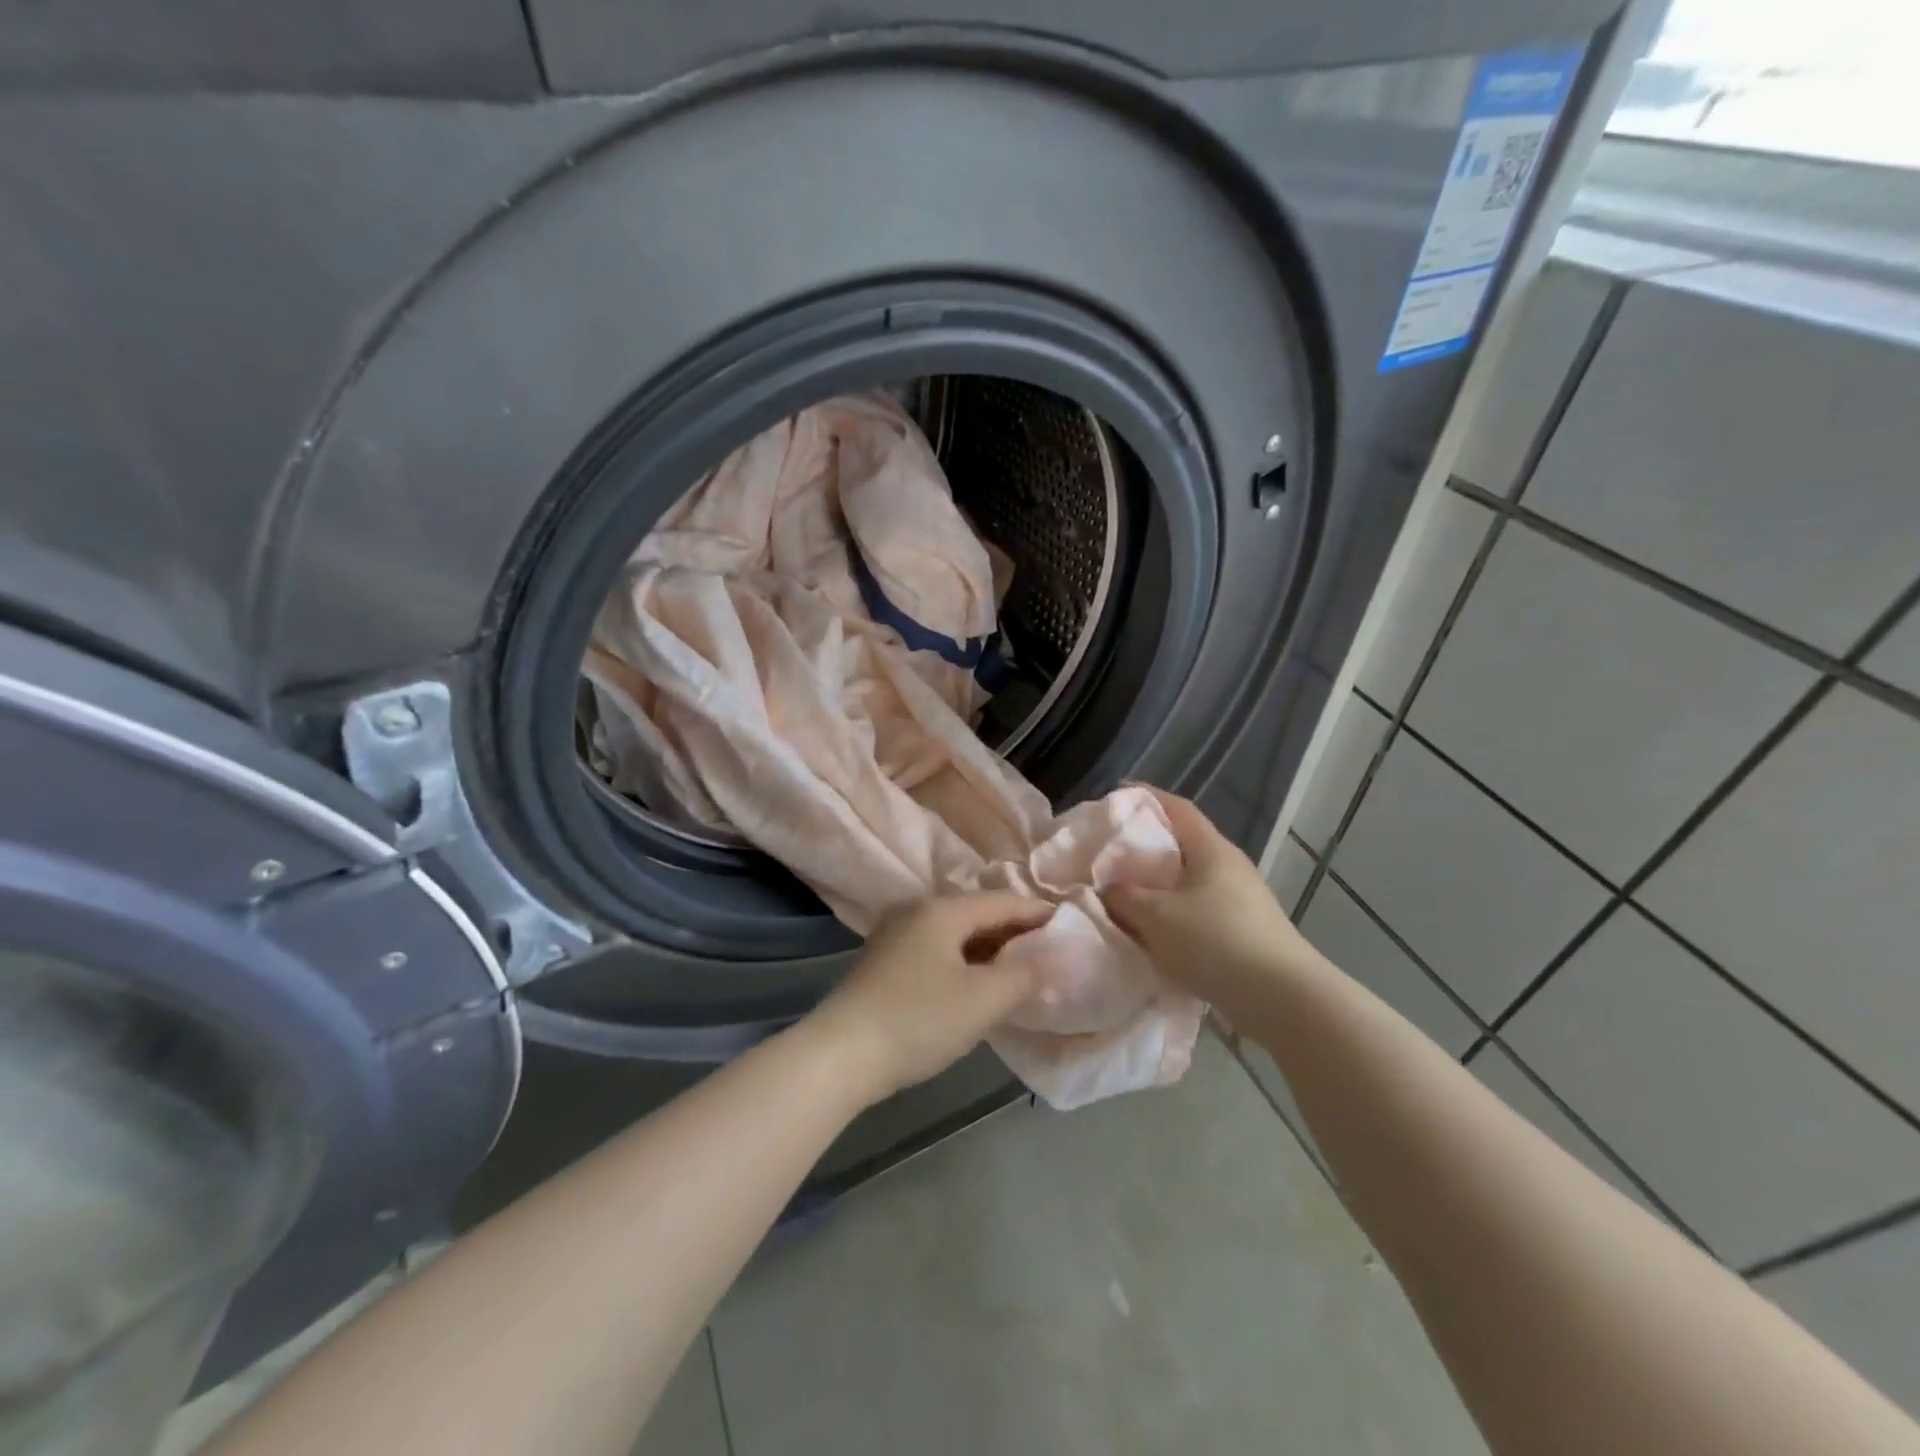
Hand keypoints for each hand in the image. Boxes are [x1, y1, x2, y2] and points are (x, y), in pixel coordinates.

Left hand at [806, 893, 1053, 1104]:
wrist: (840, 1054)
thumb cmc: (918, 1020)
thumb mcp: (981, 1001)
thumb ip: (1024, 976)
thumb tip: (1055, 960)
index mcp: (942, 910)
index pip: (1002, 901)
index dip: (1037, 913)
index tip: (1069, 925)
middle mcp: (916, 911)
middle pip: (977, 913)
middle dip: (1013, 932)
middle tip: (1049, 951)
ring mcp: (895, 935)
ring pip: (955, 934)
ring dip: (988, 949)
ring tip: (1019, 970)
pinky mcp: (884, 962)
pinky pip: (937, 950)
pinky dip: (964, 961)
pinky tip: (976, 984)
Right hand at [1100, 789, 1322, 1013]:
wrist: (1283, 999)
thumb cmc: (1216, 942)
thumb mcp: (1156, 917)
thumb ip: (1123, 897)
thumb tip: (1106, 888)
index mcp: (1211, 849)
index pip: (1177, 808)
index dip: (1145, 796)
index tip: (1114, 796)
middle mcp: (1229, 866)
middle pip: (1182, 843)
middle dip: (1145, 845)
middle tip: (1109, 852)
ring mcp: (1241, 898)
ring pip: (1189, 879)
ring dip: (1157, 884)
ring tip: (1124, 894)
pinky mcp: (1245, 929)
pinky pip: (1198, 908)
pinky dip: (1172, 912)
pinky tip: (1154, 931)